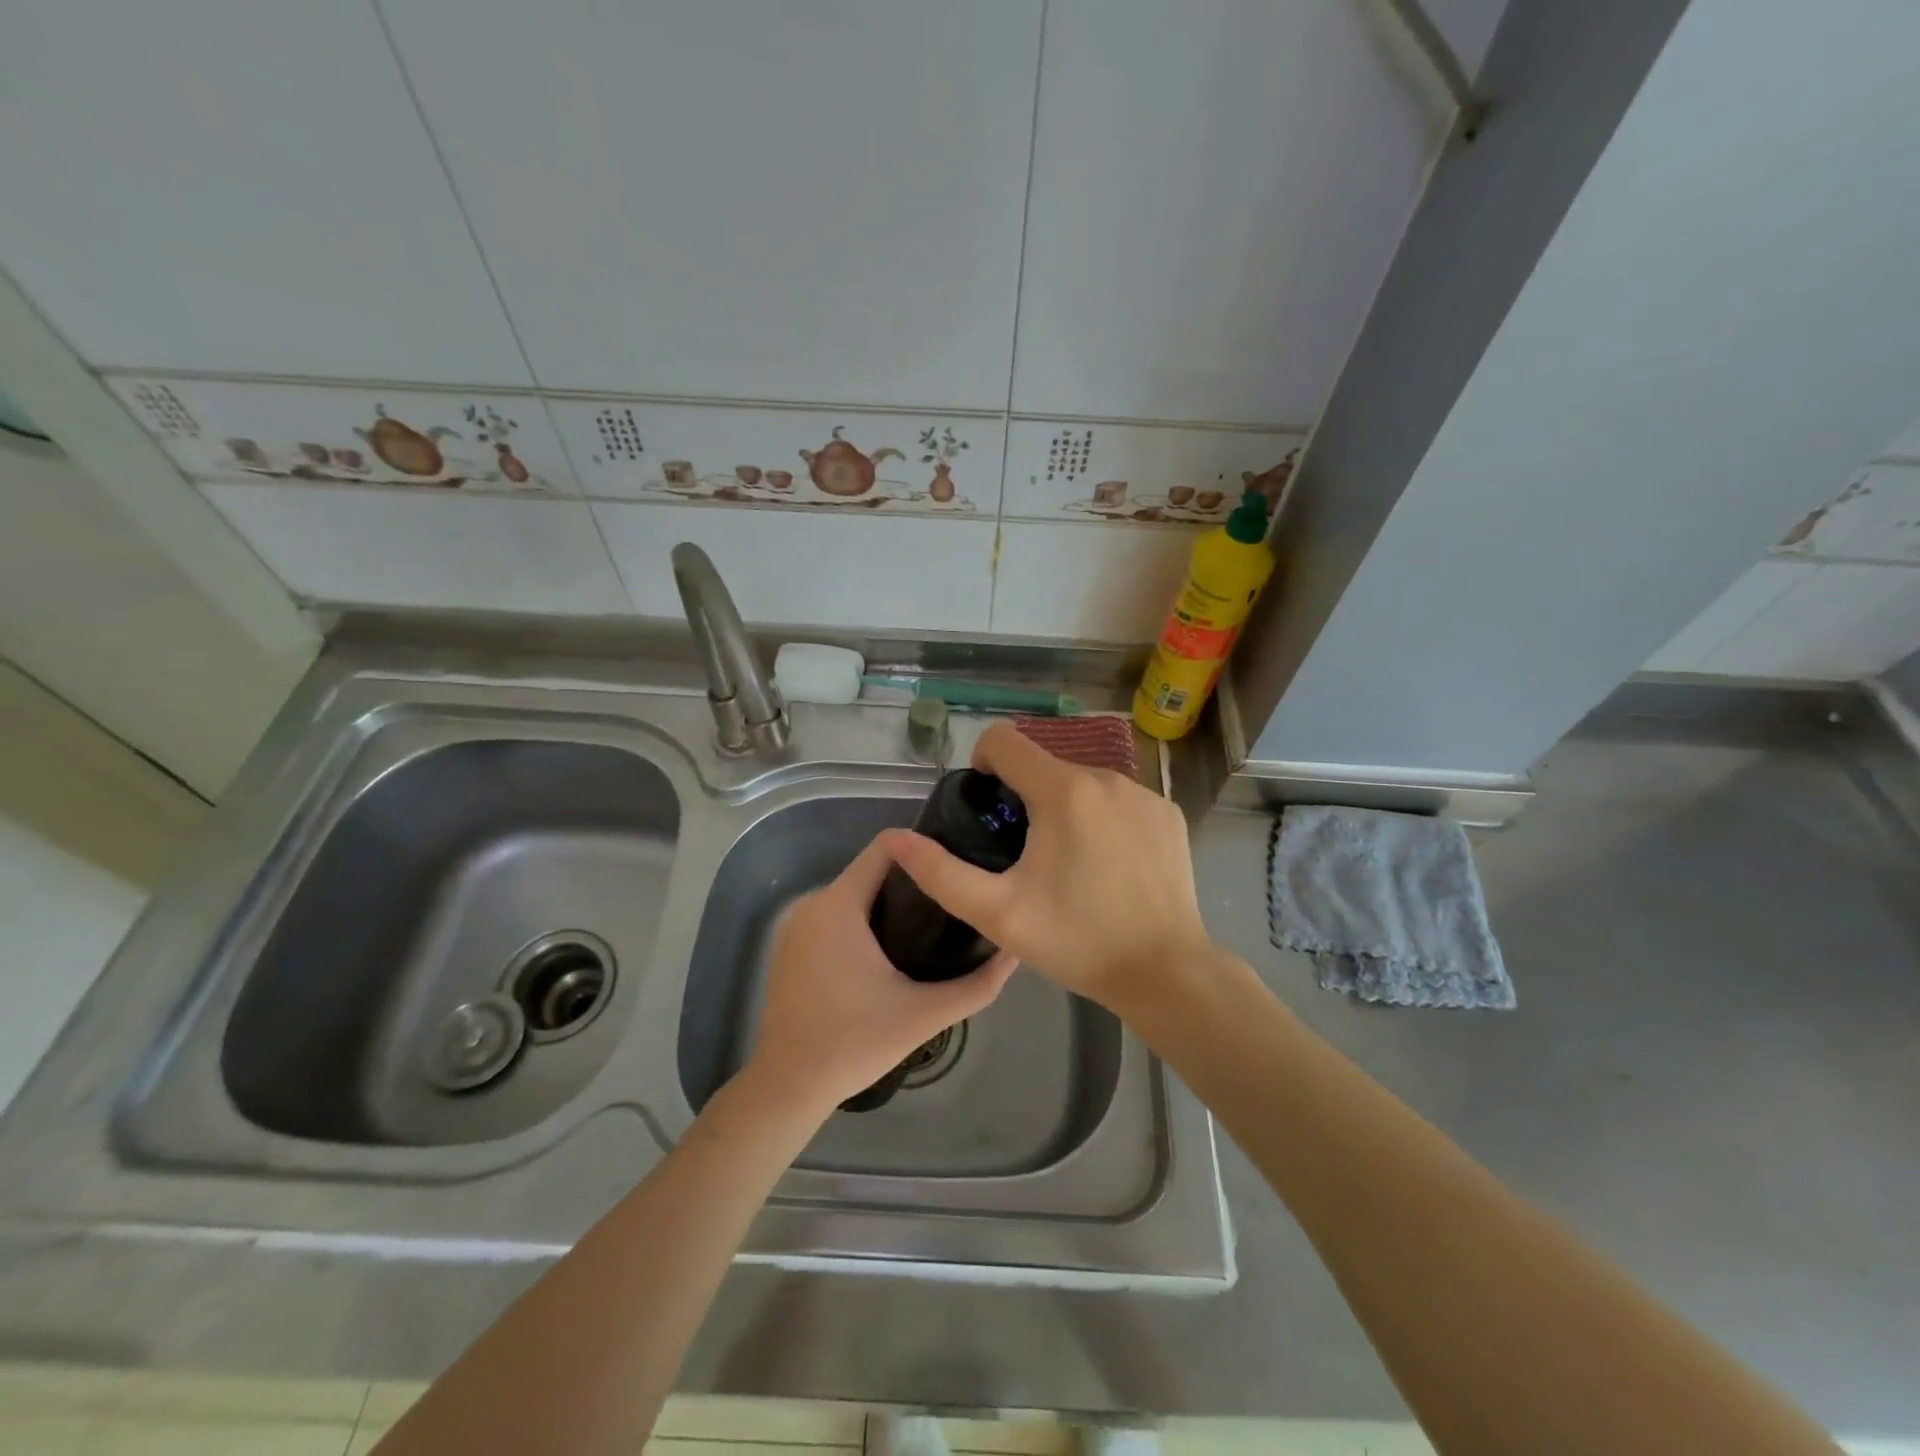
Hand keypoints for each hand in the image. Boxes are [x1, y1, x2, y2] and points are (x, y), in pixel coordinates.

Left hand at [744, 832, 1016, 1119]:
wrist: (787, 1087)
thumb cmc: (854, 1044)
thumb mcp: (925, 1014)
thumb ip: (977, 984)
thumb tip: (1015, 952)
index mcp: (839, 904)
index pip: (887, 846)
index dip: (926, 849)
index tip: (957, 868)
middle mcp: (813, 902)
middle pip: (872, 869)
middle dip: (914, 881)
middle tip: (953, 904)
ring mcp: (796, 924)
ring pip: (854, 893)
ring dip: (889, 902)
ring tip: (931, 927)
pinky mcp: (789, 945)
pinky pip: (835, 915)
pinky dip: (863, 921)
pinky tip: (890, 951)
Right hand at [889, 722, 1212, 1012]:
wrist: (1165, 972)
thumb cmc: (1077, 942)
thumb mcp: (998, 914)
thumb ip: (940, 873)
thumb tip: (896, 840)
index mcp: (1063, 790)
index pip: (1004, 740)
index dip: (983, 765)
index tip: (989, 808)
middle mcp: (1106, 776)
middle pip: (1044, 765)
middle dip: (1025, 796)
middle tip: (1025, 854)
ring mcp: (1143, 793)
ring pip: (1083, 782)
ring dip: (1065, 808)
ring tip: (1069, 865)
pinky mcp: (1168, 813)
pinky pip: (1119, 799)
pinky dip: (1104, 820)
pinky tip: (1109, 866)